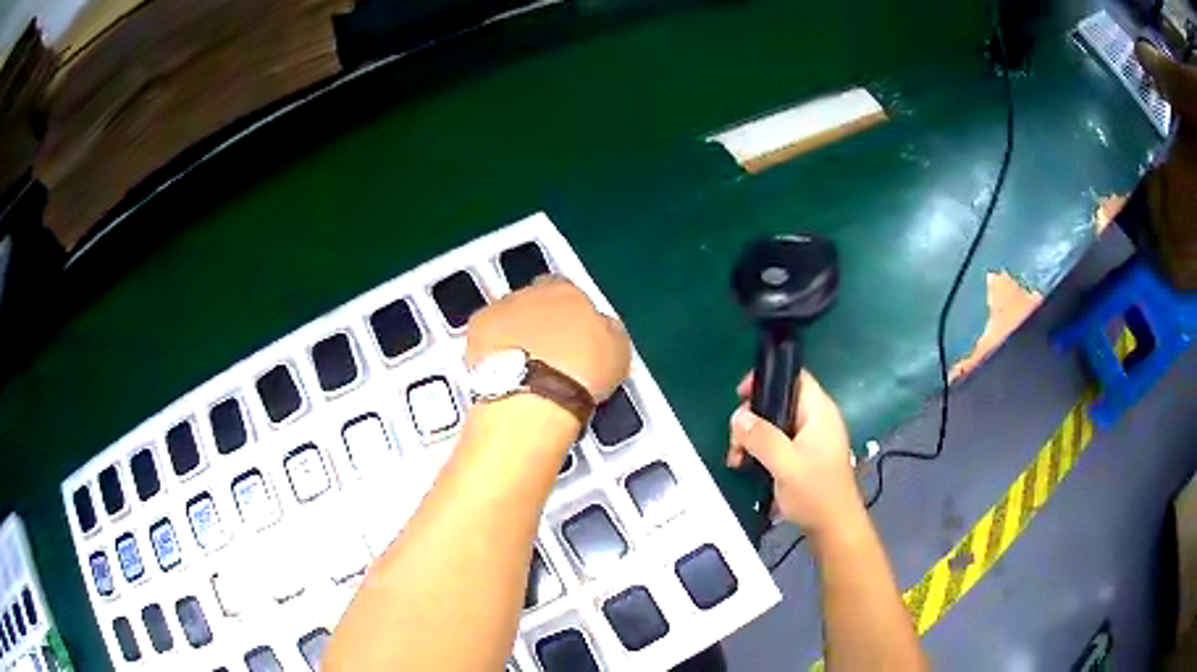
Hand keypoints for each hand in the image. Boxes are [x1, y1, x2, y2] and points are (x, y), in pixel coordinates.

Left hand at [466, 276, 631, 402]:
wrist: (534, 397)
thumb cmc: (581, 375)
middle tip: (546, 350)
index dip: (567, 311)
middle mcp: (532, 292)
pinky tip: (500, 367)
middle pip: (533, 299)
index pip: (566, 288)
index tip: (570, 332)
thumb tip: (602, 324)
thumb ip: (606, 328)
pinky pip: (485, 332)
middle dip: (538, 319)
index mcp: (568, 292)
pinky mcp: (476, 329)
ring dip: (513, 331)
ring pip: (507, 314)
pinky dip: (491, 345)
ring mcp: (500, 308)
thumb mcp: (617, 351)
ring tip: (521, 363)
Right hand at [727, 370, 862, 540]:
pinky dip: (763, 451)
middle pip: (779, 402)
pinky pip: (780, 442)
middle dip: (753, 418)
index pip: (794, 377)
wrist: (834, 528)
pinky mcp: (807, 457)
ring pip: (776, 424)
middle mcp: (817, 419)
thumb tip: (738, 417)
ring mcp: (813, 439)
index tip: (741, 397)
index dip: (767, 379)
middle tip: (736, 441)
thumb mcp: (784, 463)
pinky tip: (749, 467)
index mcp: (819, 411)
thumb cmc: (815, 492)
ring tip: (738, 460)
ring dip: (754, 438)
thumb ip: (761, 437)